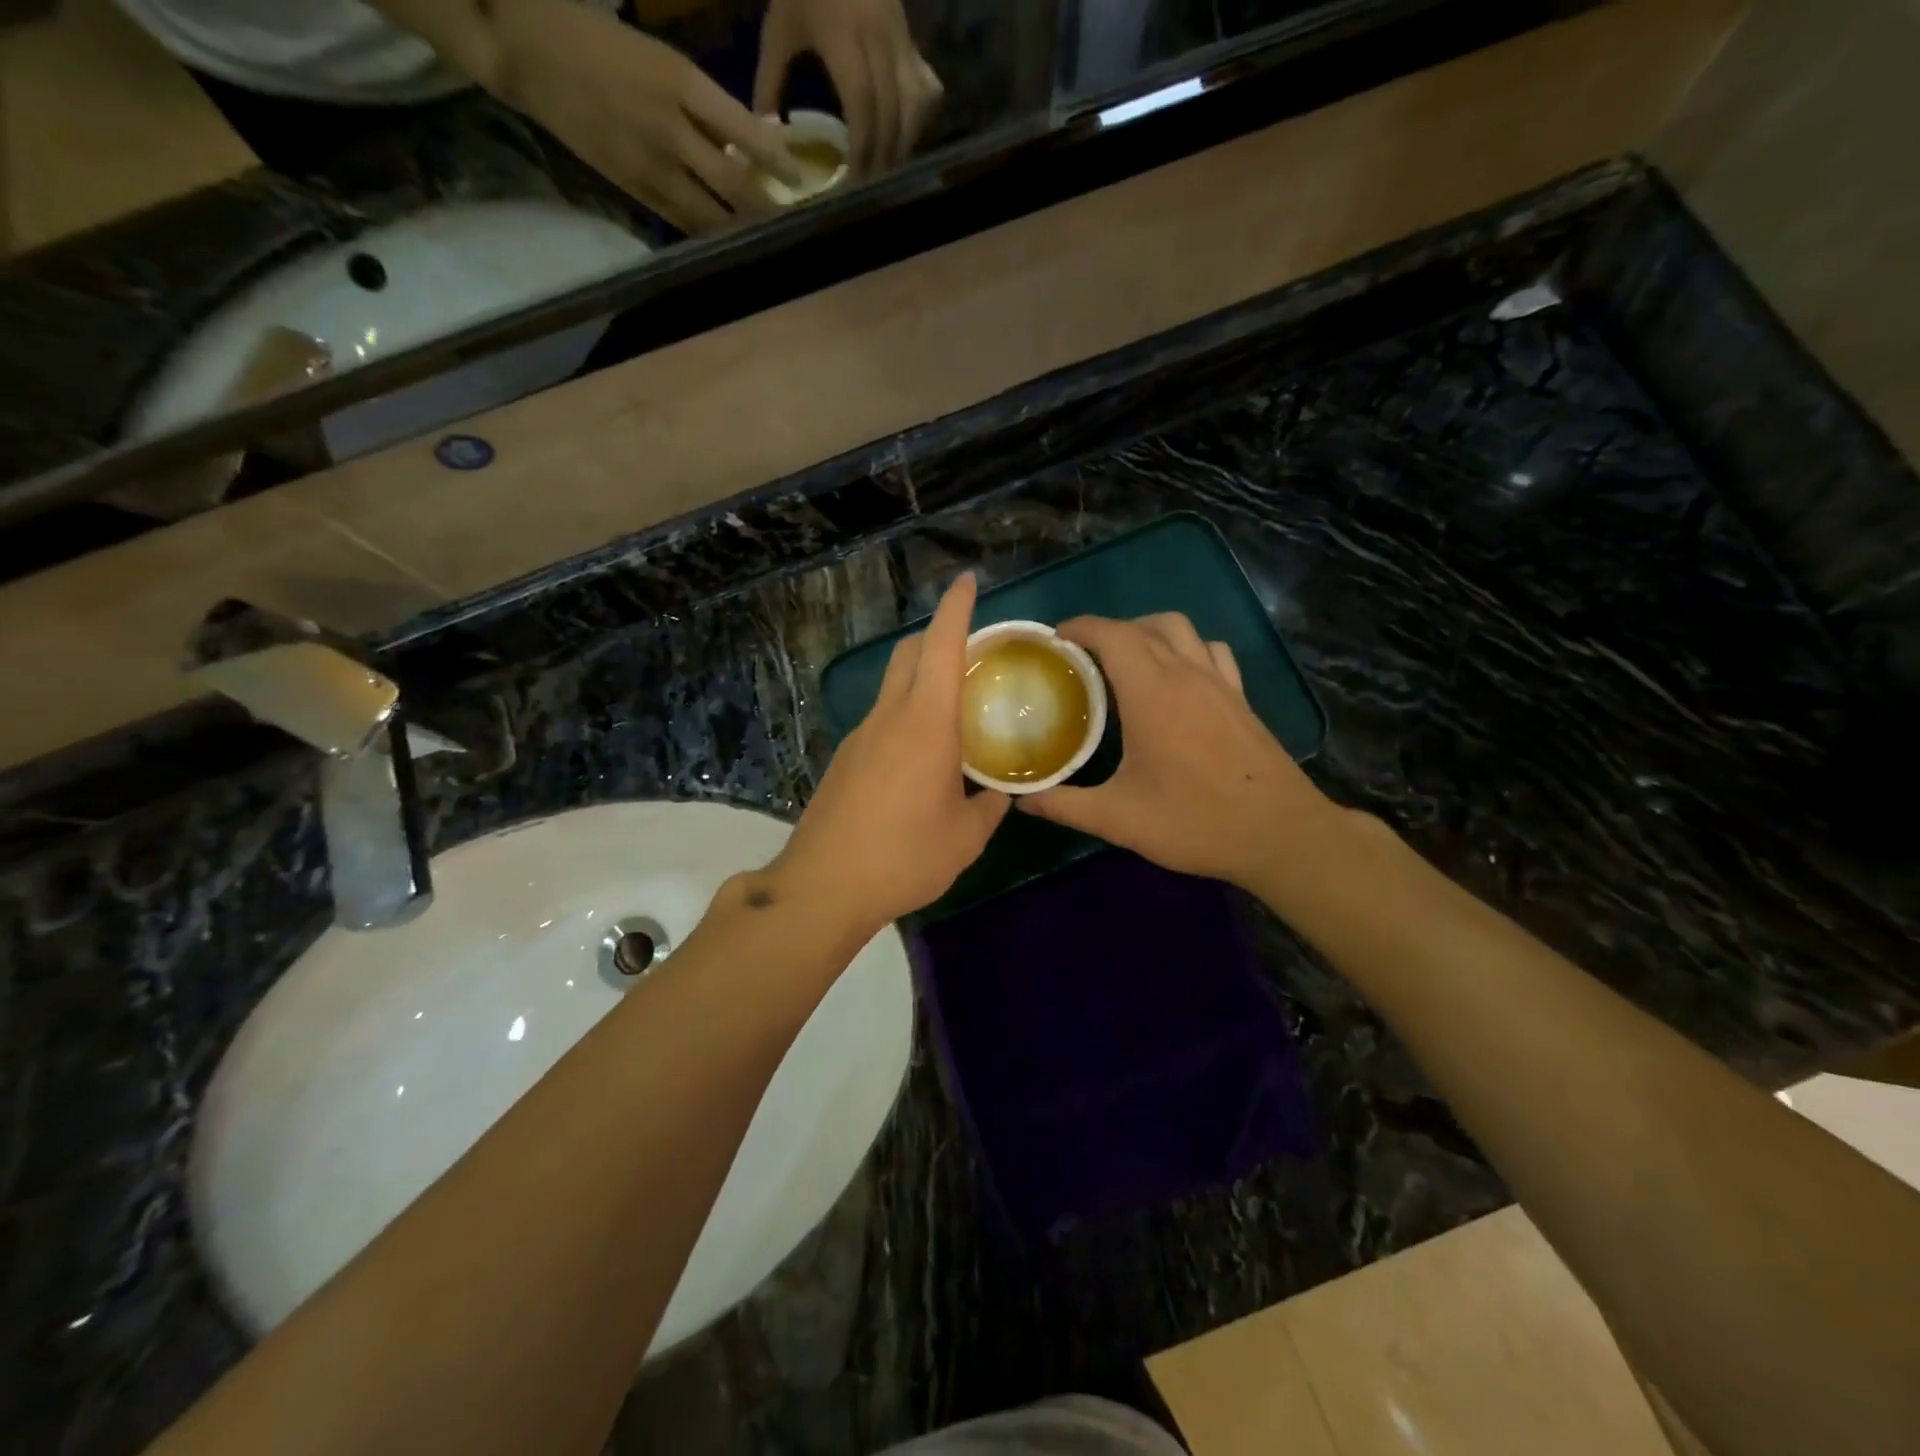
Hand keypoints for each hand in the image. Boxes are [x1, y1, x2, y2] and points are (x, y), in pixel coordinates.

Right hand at [510, 4, 798, 233]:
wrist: (529, 52)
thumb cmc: (602, 44)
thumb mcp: (662, 60)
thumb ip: (705, 108)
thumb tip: (749, 150)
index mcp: (681, 83)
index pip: (745, 132)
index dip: (777, 161)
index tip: (798, 178)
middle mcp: (671, 128)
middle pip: (734, 184)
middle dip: (767, 208)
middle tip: (793, 223)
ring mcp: (652, 164)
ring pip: (711, 213)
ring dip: (741, 231)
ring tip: (766, 240)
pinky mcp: (635, 189)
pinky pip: (683, 221)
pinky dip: (709, 233)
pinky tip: (727, 241)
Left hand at [754, 0, 943, 177]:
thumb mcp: (780, 26)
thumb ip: (771, 80)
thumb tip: (766, 134)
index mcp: (843, 35)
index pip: (863, 105)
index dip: (862, 149)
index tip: (854, 182)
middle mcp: (880, 38)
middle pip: (891, 113)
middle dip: (882, 157)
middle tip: (870, 190)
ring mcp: (901, 38)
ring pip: (914, 106)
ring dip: (903, 145)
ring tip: (886, 171)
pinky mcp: (913, 42)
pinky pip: (926, 91)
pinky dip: (919, 121)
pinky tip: (904, 139)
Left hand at [772, 573, 1008, 933]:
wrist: (824, 887)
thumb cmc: (905, 858)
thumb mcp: (966, 838)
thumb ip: (990, 807)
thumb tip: (1002, 794)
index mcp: (926, 724)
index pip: (942, 646)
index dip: (957, 608)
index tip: (968, 581)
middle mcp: (889, 717)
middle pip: (909, 653)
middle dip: (938, 636)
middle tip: (973, 653)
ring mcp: (860, 736)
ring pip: (893, 685)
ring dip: (921, 678)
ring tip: (954, 710)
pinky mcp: (844, 759)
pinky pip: (881, 720)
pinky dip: (905, 715)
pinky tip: (920, 757)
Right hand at [1019, 614, 1341, 889]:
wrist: (1280, 834)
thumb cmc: (1196, 822)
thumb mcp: (1119, 819)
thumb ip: (1065, 805)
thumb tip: (1022, 799)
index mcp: (1153, 694)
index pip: (1113, 635)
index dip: (1081, 628)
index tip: (1056, 640)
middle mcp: (1187, 674)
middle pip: (1145, 626)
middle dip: (1108, 631)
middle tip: (1081, 658)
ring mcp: (1220, 682)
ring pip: (1181, 629)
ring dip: (1148, 632)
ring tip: (1126, 661)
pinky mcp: (1241, 697)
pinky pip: (1210, 651)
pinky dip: (1186, 648)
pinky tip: (1177, 678)